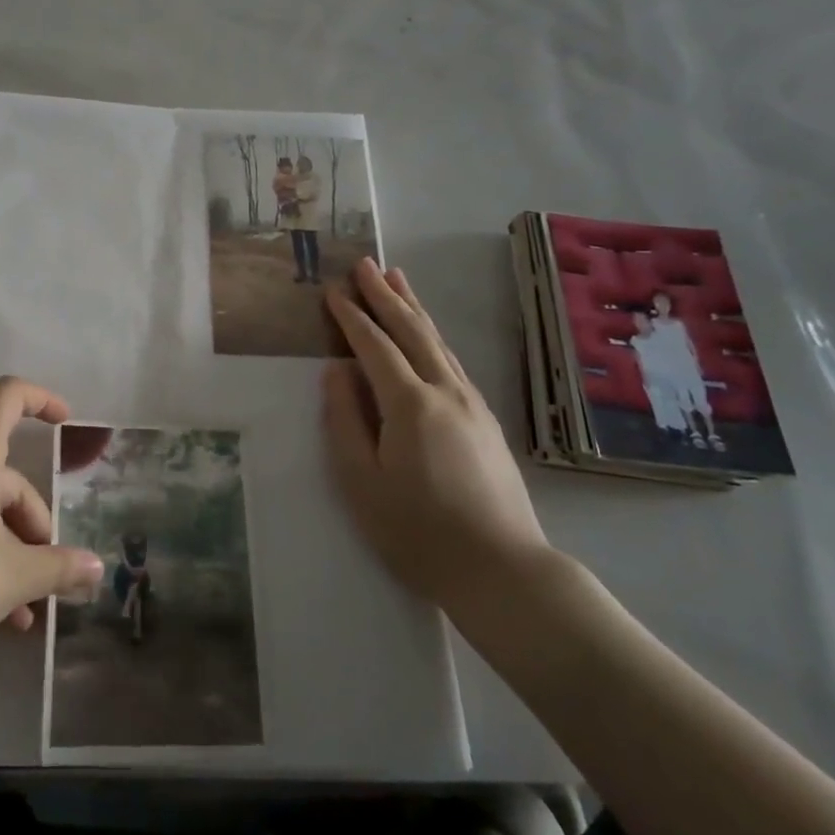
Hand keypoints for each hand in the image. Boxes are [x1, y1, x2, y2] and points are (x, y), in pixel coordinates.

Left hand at [0, 378, 103, 688]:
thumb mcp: (11, 579)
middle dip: (32, 523)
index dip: (41, 399)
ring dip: (6, 550)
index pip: (7, 397)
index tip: (66, 423)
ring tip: (23, 612)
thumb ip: (59, 568)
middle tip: (47, 577)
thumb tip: (96, 568)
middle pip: (1, 475)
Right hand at [323, 260, 549, 621]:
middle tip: (365, 264)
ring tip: (397, 279)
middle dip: (385, 295)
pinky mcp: (486, 421)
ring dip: (414, 308)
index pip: (374, 347)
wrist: (502, 570)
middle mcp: (445, 391)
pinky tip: (428, 336)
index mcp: (410, 404)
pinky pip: (453, 361)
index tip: (332, 290)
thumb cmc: (417, 531)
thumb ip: (345, 421)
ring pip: (438, 342)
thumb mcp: (361, 481)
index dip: (351, 317)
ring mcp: (472, 404)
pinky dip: (433, 336)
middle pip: (412, 331)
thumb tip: (336, 372)